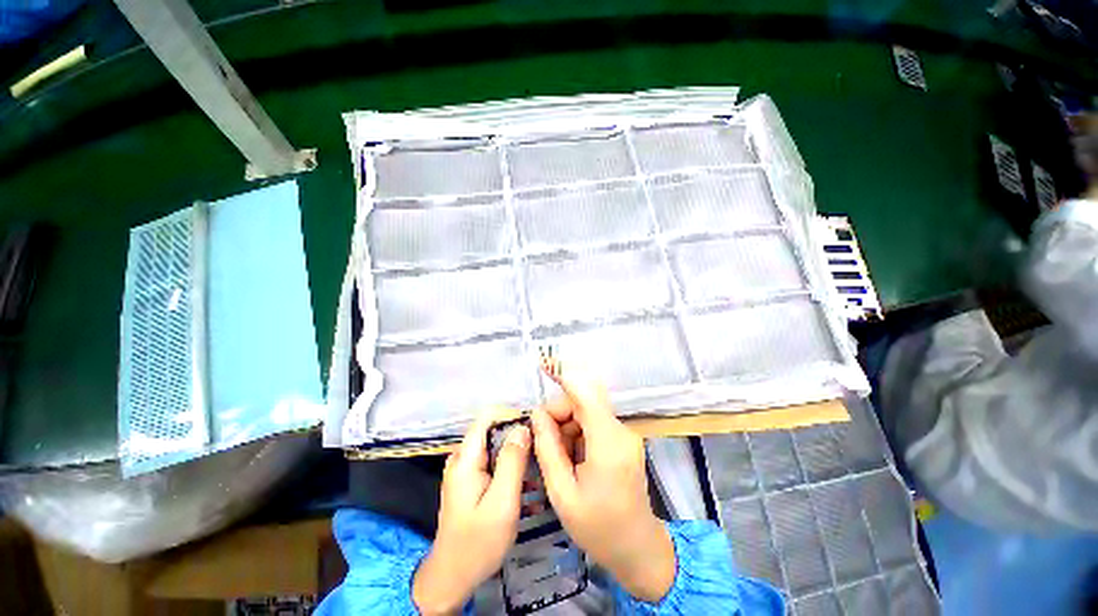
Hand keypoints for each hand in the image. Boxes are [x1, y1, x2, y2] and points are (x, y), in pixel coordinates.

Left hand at [413, 410, 530, 614]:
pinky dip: (510, 463)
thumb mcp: (501, 503)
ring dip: (516, 450)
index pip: (487, 416)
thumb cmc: (478, 543)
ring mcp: (465, 468)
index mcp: (466, 458)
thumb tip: (523, 427)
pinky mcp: (470, 479)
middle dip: (517, 433)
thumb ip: (512, 462)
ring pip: (495, 444)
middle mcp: (463, 457)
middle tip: (540, 449)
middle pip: (492, 428)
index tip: (534, 428)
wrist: (452, 577)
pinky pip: (493, 459)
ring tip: (538, 465)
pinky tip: (526, 481)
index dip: (512, 415)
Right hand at [530, 371, 675, 602]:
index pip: (586, 395)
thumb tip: (537, 415)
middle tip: (542, 441)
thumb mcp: (563, 493)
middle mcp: (621, 431)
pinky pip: (593, 423)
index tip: (545, 363)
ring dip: (566, 426)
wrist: (637, 548)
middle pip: (583, 403)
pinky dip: (577, 433)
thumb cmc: (598, 528)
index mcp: (608, 444)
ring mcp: (624, 434)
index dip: (565, 375)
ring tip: (559, 459)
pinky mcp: (622, 439)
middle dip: (558, 414)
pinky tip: (572, 458)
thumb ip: (548, 448)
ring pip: (586, 412)